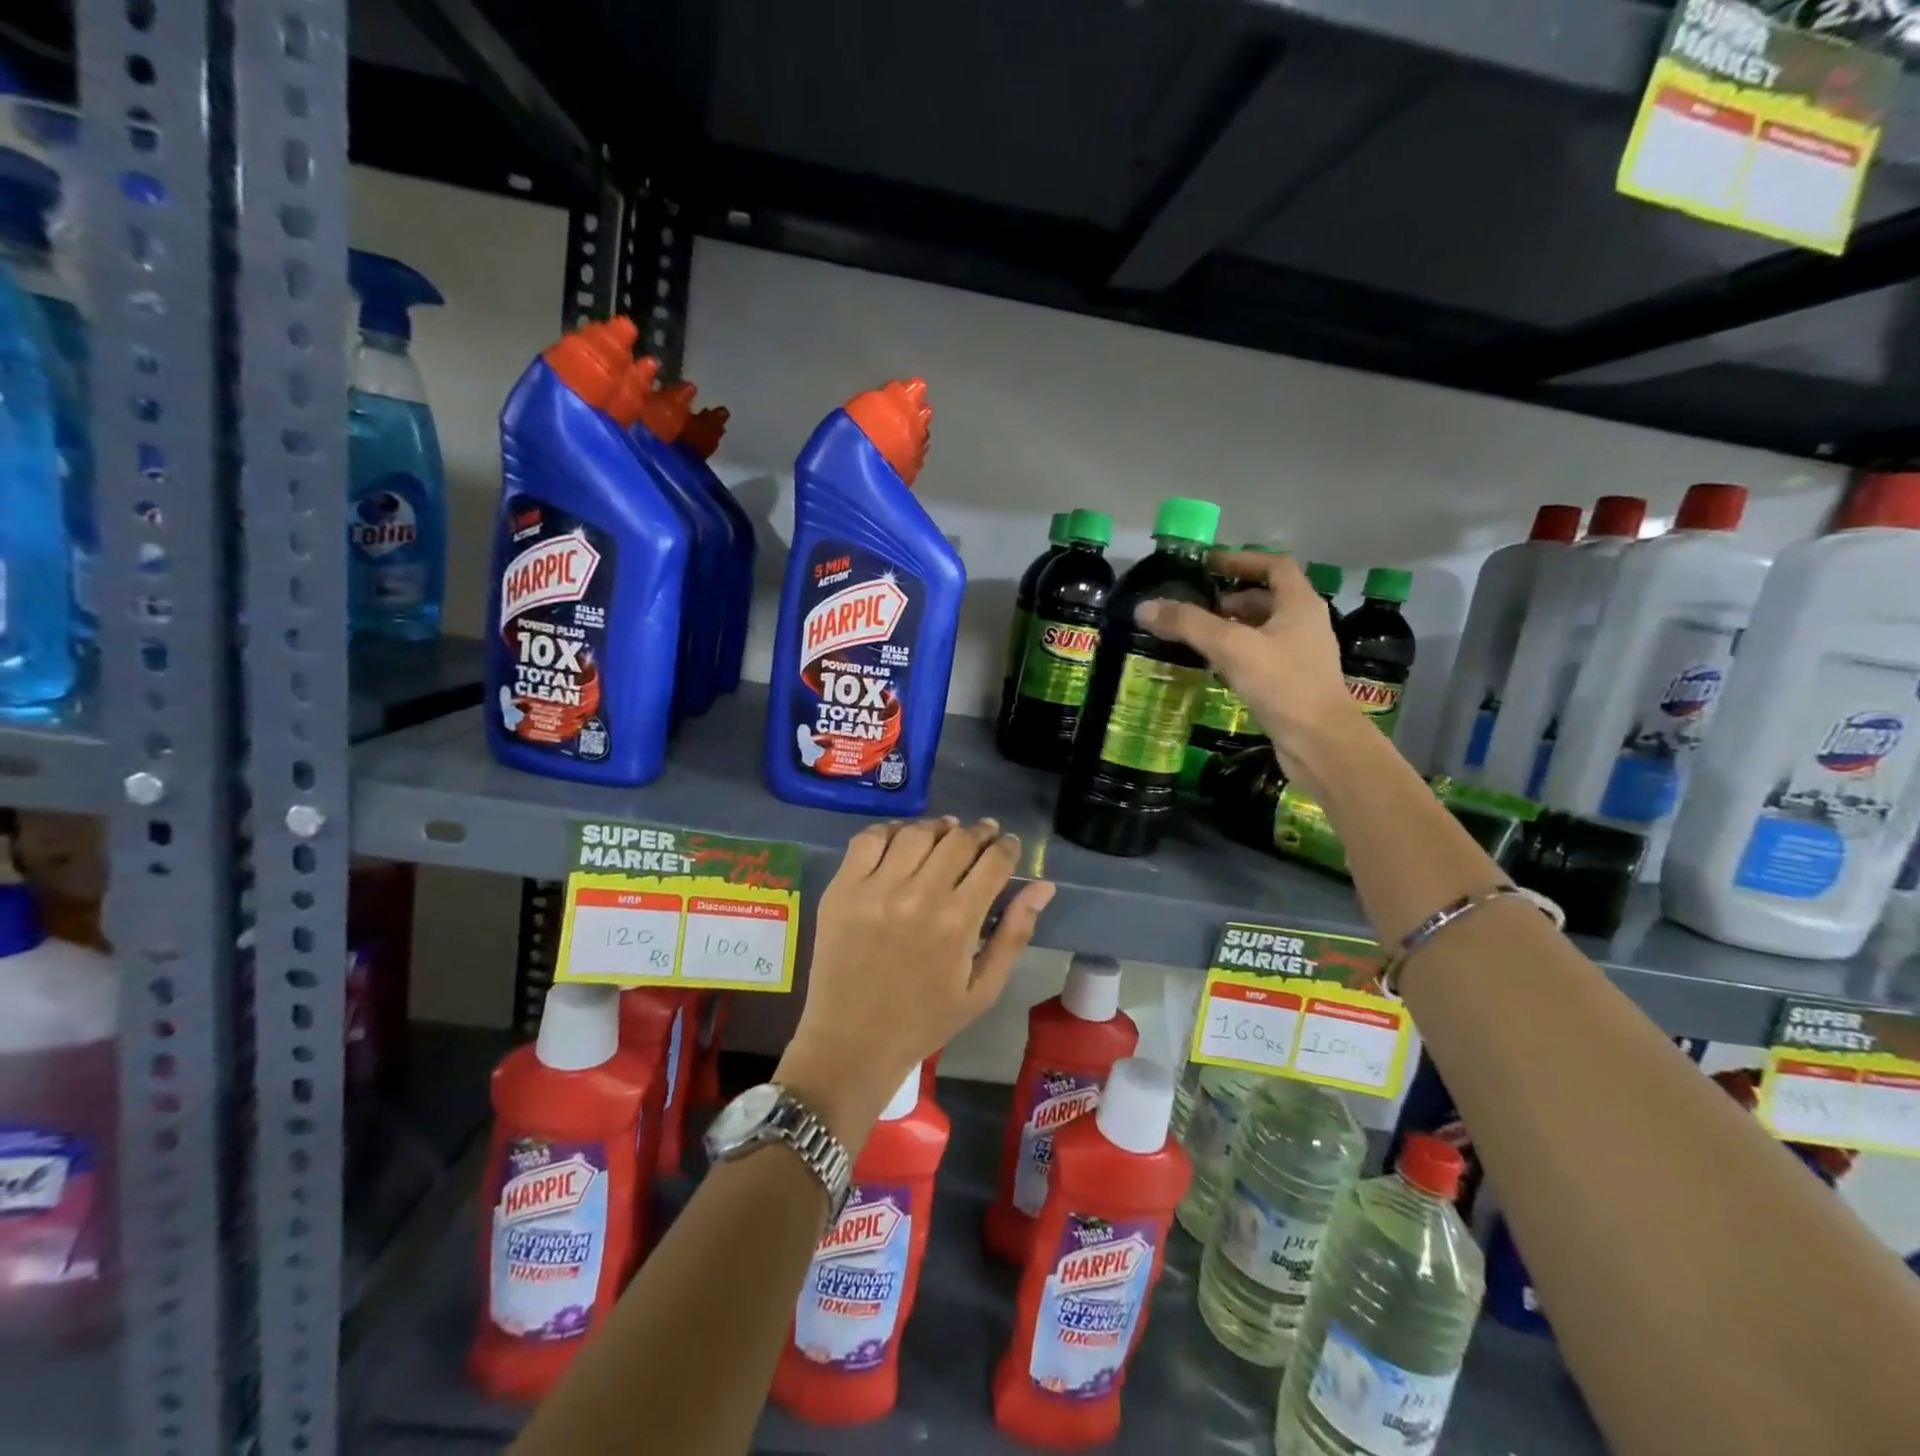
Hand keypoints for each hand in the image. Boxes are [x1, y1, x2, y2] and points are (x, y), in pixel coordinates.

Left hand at [776, 817, 1055, 1150]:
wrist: (852, 1043)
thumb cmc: (925, 1020)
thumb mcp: (983, 989)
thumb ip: (1014, 933)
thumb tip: (1044, 887)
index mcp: (957, 921)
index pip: (993, 862)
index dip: (1007, 846)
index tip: (1008, 844)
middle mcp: (918, 895)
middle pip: (958, 840)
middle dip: (979, 833)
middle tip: (984, 835)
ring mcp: (875, 889)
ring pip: (916, 833)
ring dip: (938, 828)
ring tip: (947, 832)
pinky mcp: (842, 889)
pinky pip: (868, 839)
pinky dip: (891, 831)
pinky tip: (903, 839)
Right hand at [1135, 551, 1362, 793]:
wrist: (1320, 743)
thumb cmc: (1283, 684)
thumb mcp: (1231, 647)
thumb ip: (1188, 624)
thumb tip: (1144, 607)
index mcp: (1300, 604)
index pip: (1274, 566)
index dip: (1241, 560)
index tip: (1208, 565)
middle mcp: (1305, 625)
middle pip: (1267, 598)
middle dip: (1231, 598)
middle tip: (1196, 607)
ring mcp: (1301, 656)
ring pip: (1263, 630)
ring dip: (1232, 628)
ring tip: (1198, 637)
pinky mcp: (1293, 684)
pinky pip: (1261, 657)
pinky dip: (1237, 655)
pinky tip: (1215, 668)